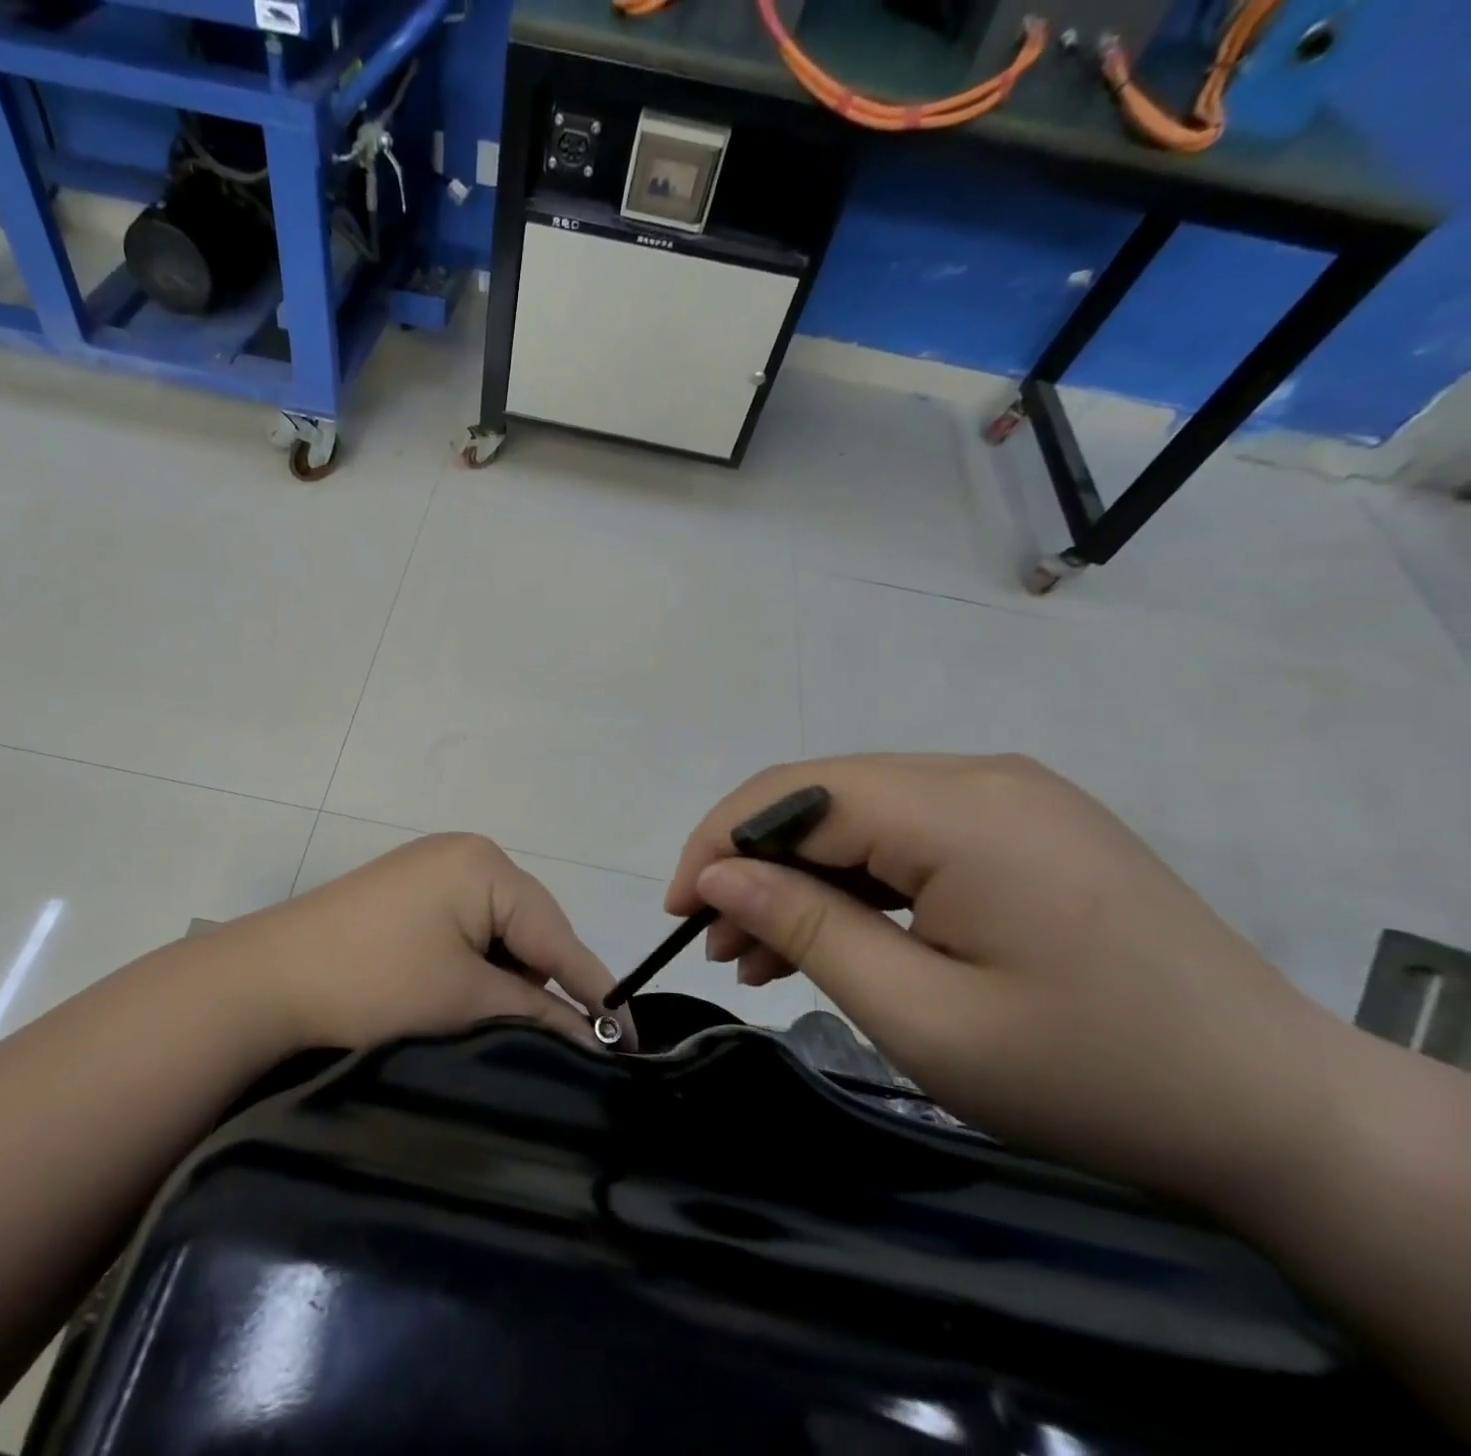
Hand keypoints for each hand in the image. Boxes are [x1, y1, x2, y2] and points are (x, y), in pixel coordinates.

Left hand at [217, 833, 629, 1054]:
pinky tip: (459, 998)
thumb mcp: (464, 1003)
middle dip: (544, 984)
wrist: (264, 981)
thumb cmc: (374, 984)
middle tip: (556, 1044)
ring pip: (500, 932)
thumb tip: (598, 1039)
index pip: (558, 935)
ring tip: (490, 1023)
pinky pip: (467, 928)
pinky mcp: (410, 891)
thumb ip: (538, 1016)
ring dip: (506, 978)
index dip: (597, 991)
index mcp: (486, 866)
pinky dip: (474, 965)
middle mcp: (466, 854)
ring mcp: (434, 869)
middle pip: (532, 929)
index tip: (632, 1043)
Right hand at [667, 754, 1333, 1205]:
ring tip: (758, 953)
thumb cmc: (1091, 1075)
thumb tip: (718, 875)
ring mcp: (1006, 798)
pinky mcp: (1021, 828)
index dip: (720, 842)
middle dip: (755, 863)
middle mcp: (979, 777)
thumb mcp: (922, 1016)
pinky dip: (856, 883)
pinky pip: (908, 838)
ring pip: (860, 817)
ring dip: (802, 877)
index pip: (797, 796)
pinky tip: (830, 937)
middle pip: (824, 798)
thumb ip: (806, 929)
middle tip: (717, 940)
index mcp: (959, 810)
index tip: (681, 910)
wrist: (1282, 1116)